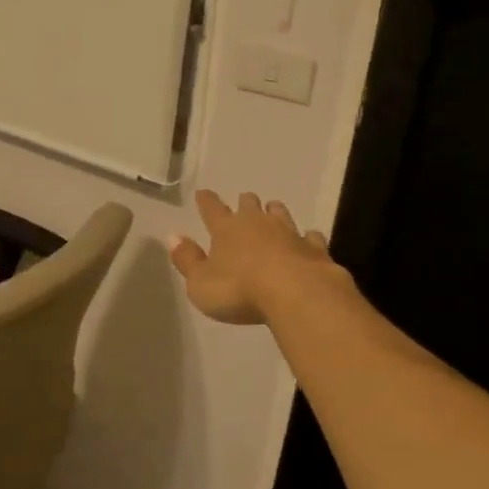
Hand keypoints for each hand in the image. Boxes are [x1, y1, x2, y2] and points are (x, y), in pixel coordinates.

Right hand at [168, 189, 342, 324]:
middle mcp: (257, 224)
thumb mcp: (200, 283)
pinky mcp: (314, 250)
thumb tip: (173, 236)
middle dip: (245, 203)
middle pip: (250, 206)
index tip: (203, 193)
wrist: (297, 294)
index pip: (212, 210)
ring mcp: (289, 234)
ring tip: (273, 209)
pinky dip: (307, 237)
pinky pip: (310, 237)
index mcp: (226, 229)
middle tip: (244, 201)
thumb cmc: (239, 290)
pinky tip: (308, 238)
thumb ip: (187, 260)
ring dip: (275, 212)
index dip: (206, 201)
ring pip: (281, 214)